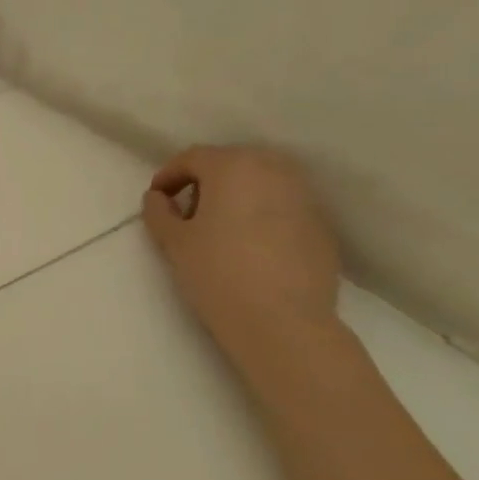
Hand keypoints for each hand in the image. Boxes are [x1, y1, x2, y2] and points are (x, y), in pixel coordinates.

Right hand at [141, 146, 341, 352]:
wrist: (283, 321)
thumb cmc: (217, 272)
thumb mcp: (173, 241)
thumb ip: (159, 211)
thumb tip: (159, 198)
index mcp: (233, 166)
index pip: (193, 158)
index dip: (169, 175)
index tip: (156, 198)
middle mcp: (273, 170)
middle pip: (231, 164)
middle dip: (206, 182)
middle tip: (188, 212)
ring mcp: (304, 196)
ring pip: (261, 183)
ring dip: (237, 197)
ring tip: (221, 229)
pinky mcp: (322, 225)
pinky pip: (283, 207)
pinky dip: (263, 215)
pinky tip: (252, 247)